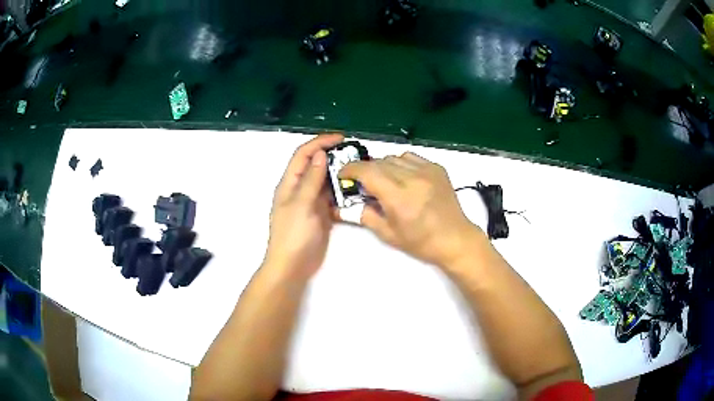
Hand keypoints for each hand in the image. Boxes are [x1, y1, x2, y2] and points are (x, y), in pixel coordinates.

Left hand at [264, 134, 343, 278]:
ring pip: (325, 180)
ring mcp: (310, 201)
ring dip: (339, 172)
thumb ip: (311, 179)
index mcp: (290, 183)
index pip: (303, 154)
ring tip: (359, 168)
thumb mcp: (301, 204)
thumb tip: (320, 154)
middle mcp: (300, 188)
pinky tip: (355, 189)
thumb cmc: (293, 235)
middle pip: (315, 164)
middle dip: (332, 155)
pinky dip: (341, 190)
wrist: (292, 266)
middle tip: (354, 153)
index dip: (320, 142)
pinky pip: (332, 196)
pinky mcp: (320, 213)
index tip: (341, 138)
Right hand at [339, 152, 480, 266]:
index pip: (367, 171)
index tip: (343, 175)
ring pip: (394, 157)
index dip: (350, 170)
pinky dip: (401, 163)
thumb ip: (365, 215)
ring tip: (384, 180)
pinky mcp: (437, 168)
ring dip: (382, 166)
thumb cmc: (421, 242)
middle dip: (365, 170)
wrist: (455, 239)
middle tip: (362, 183)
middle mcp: (412, 178)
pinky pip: (411, 157)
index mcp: (399, 197)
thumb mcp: (388, 234)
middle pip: (378, 162)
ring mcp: (427, 170)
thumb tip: (347, 204)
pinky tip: (403, 177)